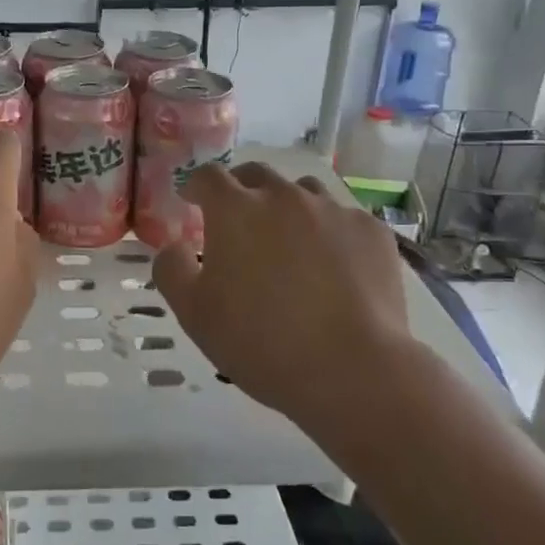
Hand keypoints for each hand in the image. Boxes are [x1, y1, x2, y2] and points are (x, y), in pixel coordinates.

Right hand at [152, 163, 423, 434]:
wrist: (352, 370)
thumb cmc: (260, 341)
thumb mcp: (193, 313)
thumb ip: (172, 270)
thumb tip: (175, 246)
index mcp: (235, 210)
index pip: (208, 176)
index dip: (196, 185)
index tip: (192, 199)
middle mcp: (284, 197)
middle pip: (256, 174)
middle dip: (240, 188)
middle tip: (237, 217)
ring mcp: (333, 210)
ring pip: (303, 191)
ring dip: (287, 205)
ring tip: (288, 239)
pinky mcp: (372, 232)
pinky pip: (343, 219)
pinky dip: (329, 232)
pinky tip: (333, 265)